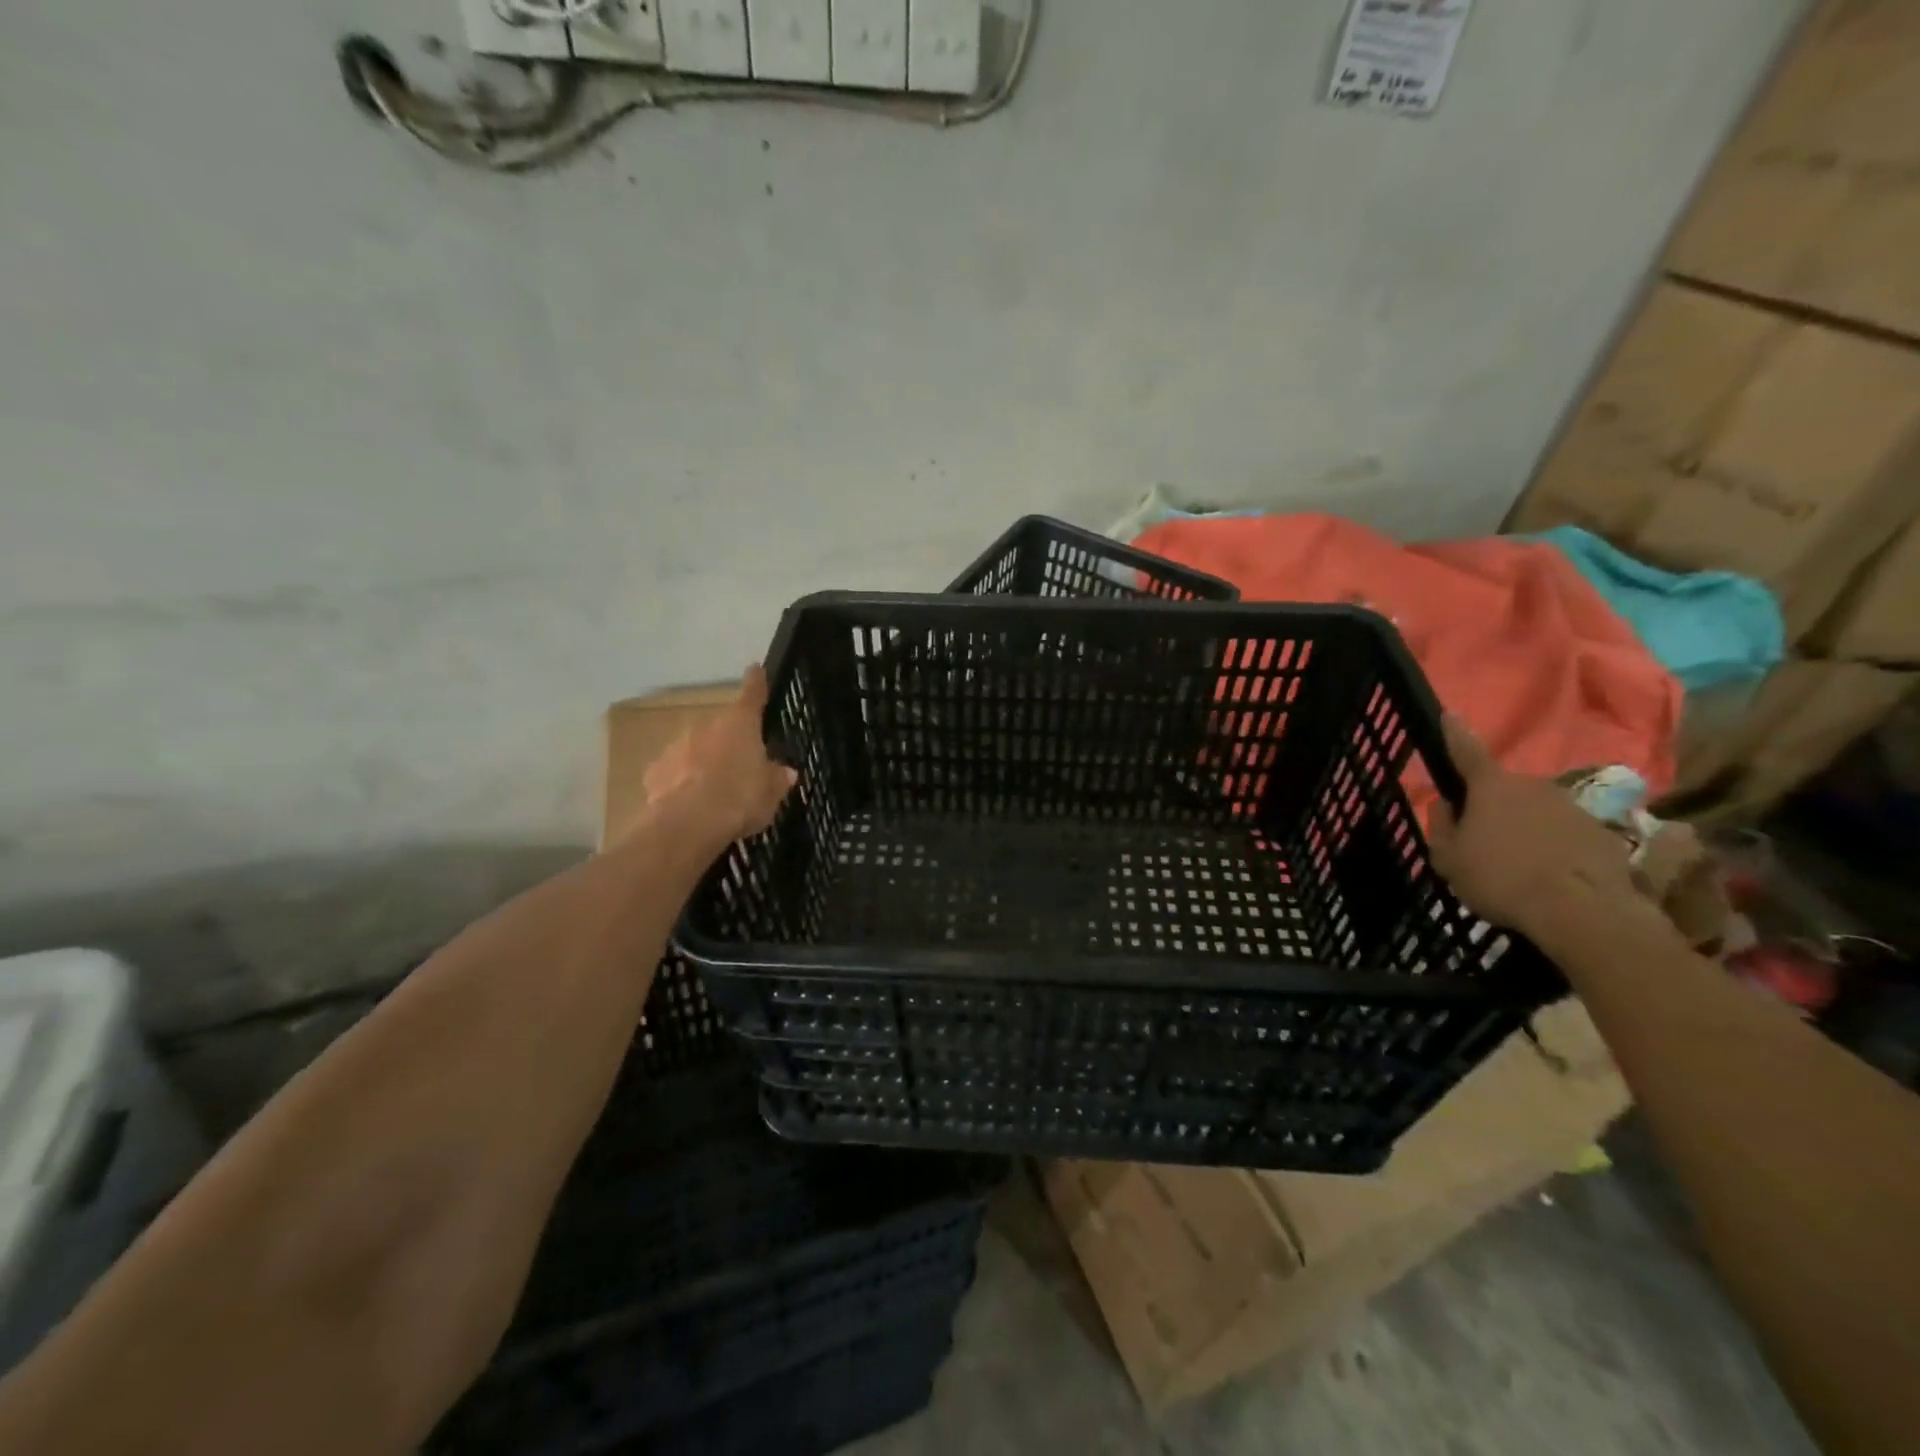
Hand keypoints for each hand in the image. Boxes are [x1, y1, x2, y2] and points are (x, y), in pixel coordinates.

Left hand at [642, 666, 797, 844]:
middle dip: (729, 742)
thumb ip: (777, 778)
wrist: (687, 824)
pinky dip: (682, 781)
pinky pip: (675, 771)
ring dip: (704, 761)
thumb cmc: (740, 799)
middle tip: (740, 767)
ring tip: (713, 791)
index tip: (755, 669)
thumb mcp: (771, 793)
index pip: (752, 694)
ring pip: (695, 748)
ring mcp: (677, 746)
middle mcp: (707, 726)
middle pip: (722, 727)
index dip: (756, 682)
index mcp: (740, 724)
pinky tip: (689, 804)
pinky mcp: (655, 770)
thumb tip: (785, 771)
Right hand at [1426, 716, 1636, 937]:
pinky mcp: (1603, 834)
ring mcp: (1572, 808)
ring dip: (1525, 830)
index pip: (1466, 751)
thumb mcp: (1448, 859)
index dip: (1454, 733)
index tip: (1449, 714)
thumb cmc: (1500, 878)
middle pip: (1503, 790)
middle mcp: (1533, 786)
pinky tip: (1548, 879)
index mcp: (1490, 787)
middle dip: (1492, 807)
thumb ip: (1442, 827)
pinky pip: (1565, 836)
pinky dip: (1554, 850)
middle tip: (1481, 840)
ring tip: (1517, 867)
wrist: (1583, 912)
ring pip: (1536, 813)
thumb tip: (1447, 806)